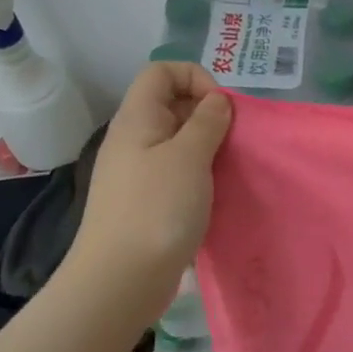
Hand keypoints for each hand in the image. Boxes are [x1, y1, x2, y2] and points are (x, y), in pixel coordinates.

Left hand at [69, 63, 231, 307]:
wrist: (120, 280)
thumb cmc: (157, 209)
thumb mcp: (190, 156)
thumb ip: (208, 122)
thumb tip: (216, 102)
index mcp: (137, 119)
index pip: (162, 71)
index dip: (196, 78)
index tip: (222, 109)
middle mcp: (133, 139)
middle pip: (171, 104)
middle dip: (208, 114)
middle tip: (232, 141)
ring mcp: (137, 172)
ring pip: (177, 140)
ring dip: (207, 147)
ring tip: (227, 169)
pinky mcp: (145, 201)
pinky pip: (176, 171)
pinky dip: (199, 174)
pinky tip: (214, 194)